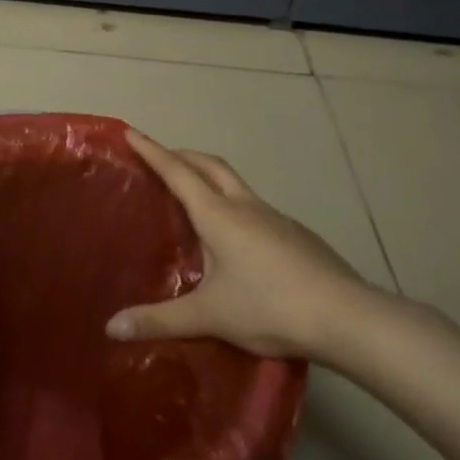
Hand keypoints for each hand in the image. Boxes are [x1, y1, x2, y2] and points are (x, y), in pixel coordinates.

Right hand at [106, 129, 386, 362]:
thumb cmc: (270, 307)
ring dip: (210, 178)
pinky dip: (234, 205)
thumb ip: (160, 320)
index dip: (152, 151)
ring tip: (194, 197)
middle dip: (182, 156)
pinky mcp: (297, 235)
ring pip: (235, 184)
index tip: (131, 132)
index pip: (177, 172)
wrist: (347, 318)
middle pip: (209, 165)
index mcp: (218, 215)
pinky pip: (256, 207)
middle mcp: (246, 206)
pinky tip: (237, 237)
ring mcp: (276, 218)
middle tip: (160, 159)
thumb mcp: (209, 316)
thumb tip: (112, 327)